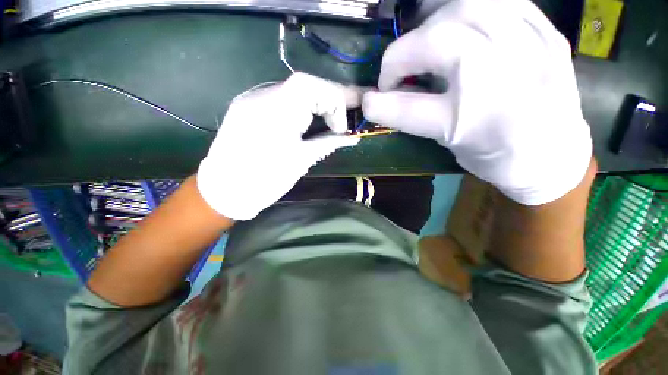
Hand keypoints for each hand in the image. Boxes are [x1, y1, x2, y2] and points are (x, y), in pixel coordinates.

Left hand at [198, 73, 358, 219]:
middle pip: (304, 85)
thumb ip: (329, 143)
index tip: (341, 128)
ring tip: (329, 120)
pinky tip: (306, 122)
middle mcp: (261, 96)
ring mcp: (252, 99)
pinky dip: (300, 107)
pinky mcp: (248, 106)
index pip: (312, 86)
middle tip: (343, 119)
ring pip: (293, 91)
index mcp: (276, 111)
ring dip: (315, 104)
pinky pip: (280, 99)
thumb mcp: (302, 160)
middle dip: (329, 100)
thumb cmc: (265, 180)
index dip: (334, 101)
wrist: (224, 190)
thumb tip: (353, 136)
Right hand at [363, 0, 591, 204]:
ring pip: (472, 5)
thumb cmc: (494, 156)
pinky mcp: (548, 33)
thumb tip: (377, 99)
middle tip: (400, 68)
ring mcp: (532, 46)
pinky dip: (473, 8)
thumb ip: (411, 115)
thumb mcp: (446, 141)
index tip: (373, 98)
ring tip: (427, 39)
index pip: (410, 107)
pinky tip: (464, 25)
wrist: (553, 156)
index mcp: (470, 119)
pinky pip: (504, 2)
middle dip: (405, 50)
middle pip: (440, 38)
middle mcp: (501, 76)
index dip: (384, 93)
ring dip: (436, 19)